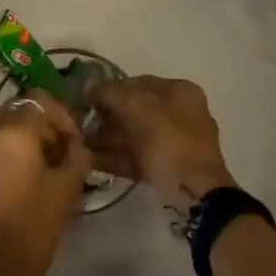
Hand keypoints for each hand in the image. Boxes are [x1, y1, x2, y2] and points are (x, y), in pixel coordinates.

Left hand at [0, 92, 91, 275]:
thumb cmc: (32, 233)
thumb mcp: (66, 194)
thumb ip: (76, 159)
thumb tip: (76, 144)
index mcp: (17, 134)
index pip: (42, 105)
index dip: (60, 120)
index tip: (70, 145)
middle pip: (13, 112)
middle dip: (35, 126)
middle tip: (49, 154)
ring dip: (2, 131)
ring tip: (16, 157)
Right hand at [86, 76, 235, 213]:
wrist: (196, 193)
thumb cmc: (169, 140)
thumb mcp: (136, 106)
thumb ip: (110, 92)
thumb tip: (88, 84)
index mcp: (180, 92)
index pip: (138, 82)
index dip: (111, 87)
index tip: (87, 97)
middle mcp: (181, 114)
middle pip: (135, 110)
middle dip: (107, 117)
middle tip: (81, 122)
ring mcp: (176, 143)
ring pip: (135, 135)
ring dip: (107, 138)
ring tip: (79, 142)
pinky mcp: (168, 169)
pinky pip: (138, 157)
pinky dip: (116, 157)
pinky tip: (91, 160)